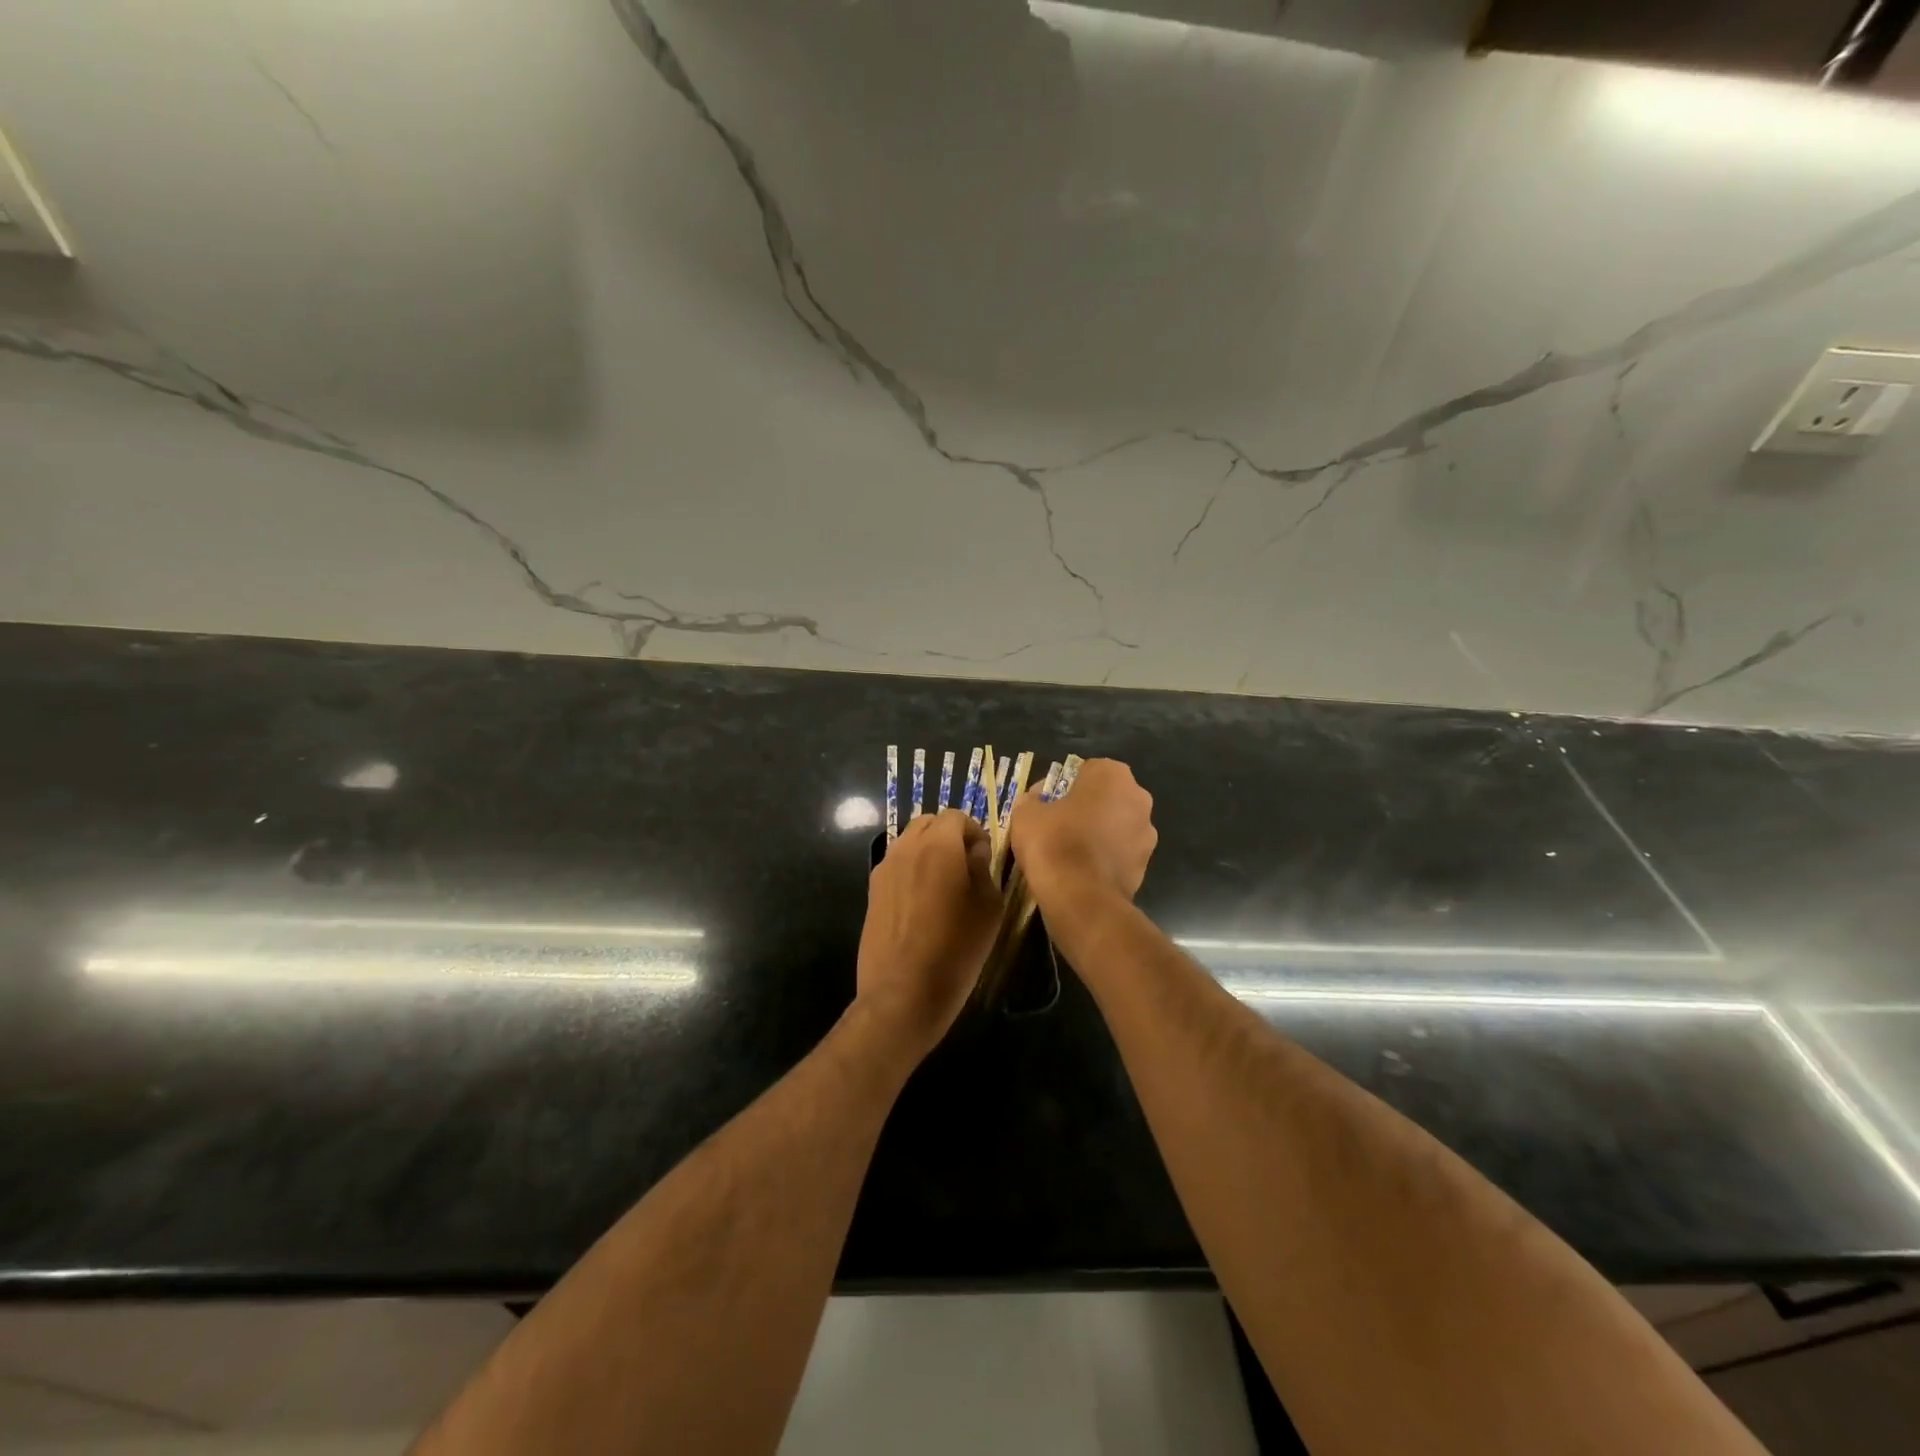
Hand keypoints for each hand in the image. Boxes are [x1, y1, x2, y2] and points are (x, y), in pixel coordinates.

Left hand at [856, 809, 1002, 1056]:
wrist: (903, 992)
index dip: (975, 831)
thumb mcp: (989, 907)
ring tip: (944, 886)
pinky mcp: (872, 891)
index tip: (986, 857)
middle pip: (928, 823)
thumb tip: (976, 851)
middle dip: (949, 836)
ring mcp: (884, 869)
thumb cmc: (956, 949)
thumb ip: (984, 868)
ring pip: (909, 843)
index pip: (957, 816)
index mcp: (938, 845)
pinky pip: (896, 866)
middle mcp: (906, 848)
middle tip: (966, 866)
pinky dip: (911, 870)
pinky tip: (922, 904)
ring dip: (928, 851)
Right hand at [1009, 759, 1156, 904]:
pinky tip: (1083, 871)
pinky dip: (1105, 858)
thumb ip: (1033, 799)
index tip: (1049, 803)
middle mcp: (1138, 798)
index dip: (1066, 785)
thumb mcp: (1026, 813)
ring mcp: (1147, 833)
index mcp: (1113, 776)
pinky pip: (1120, 853)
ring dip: (1100, 833)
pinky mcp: (1146, 865)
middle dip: (1088, 807)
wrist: (1080, 897)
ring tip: (1071, 852)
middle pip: (1107, 797)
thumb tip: (1038, 800)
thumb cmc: (1054, 842)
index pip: (1088, 770)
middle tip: (1059, 825)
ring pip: (1117, 825)